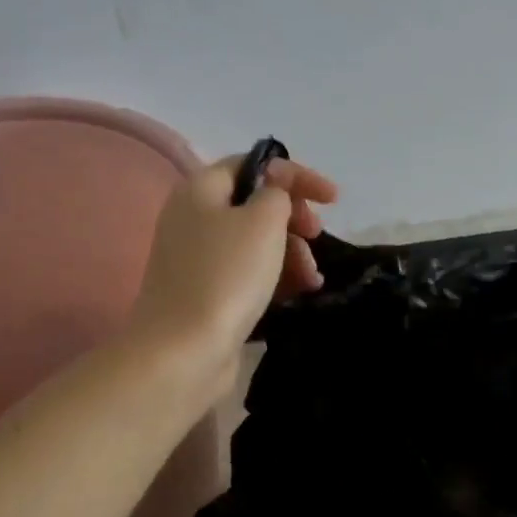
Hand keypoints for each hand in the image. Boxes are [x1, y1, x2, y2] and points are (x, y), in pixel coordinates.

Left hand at [130, 152, 337, 366]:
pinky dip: (273, 277)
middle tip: (316, 237)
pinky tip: (298, 293)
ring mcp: (196, 259)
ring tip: (312, 279)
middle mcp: (192, 218)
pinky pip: (246, 273)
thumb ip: (276, 193)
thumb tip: (275, 188)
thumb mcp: (262, 222)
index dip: (294, 176)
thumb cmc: (226, 276)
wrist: (183, 351)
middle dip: (293, 218)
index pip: (252, 165)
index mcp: (200, 189)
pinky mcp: (204, 294)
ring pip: (253, 243)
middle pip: (253, 205)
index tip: (333, 199)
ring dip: (290, 253)